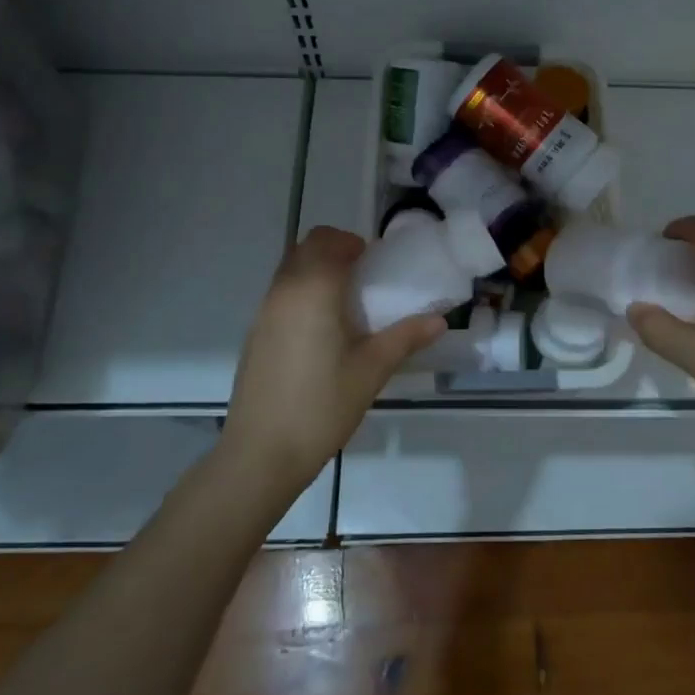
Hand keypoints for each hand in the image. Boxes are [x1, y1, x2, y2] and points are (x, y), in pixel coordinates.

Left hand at [224, 227, 444, 489]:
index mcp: (313, 290)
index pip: (329, 242)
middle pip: (305, 248)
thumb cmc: (322, 405)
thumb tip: (439, 320)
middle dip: (335, 251)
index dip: (353, 243)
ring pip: (289, 270)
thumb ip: (405, 337)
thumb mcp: (372, 370)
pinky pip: (280, 295)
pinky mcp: (255, 335)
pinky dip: (302, 293)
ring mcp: (263, 313)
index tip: (376, 263)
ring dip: (316, 271)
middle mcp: (283, 291)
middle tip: (364, 277)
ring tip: (346, 304)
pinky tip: (322, 332)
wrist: (261, 452)